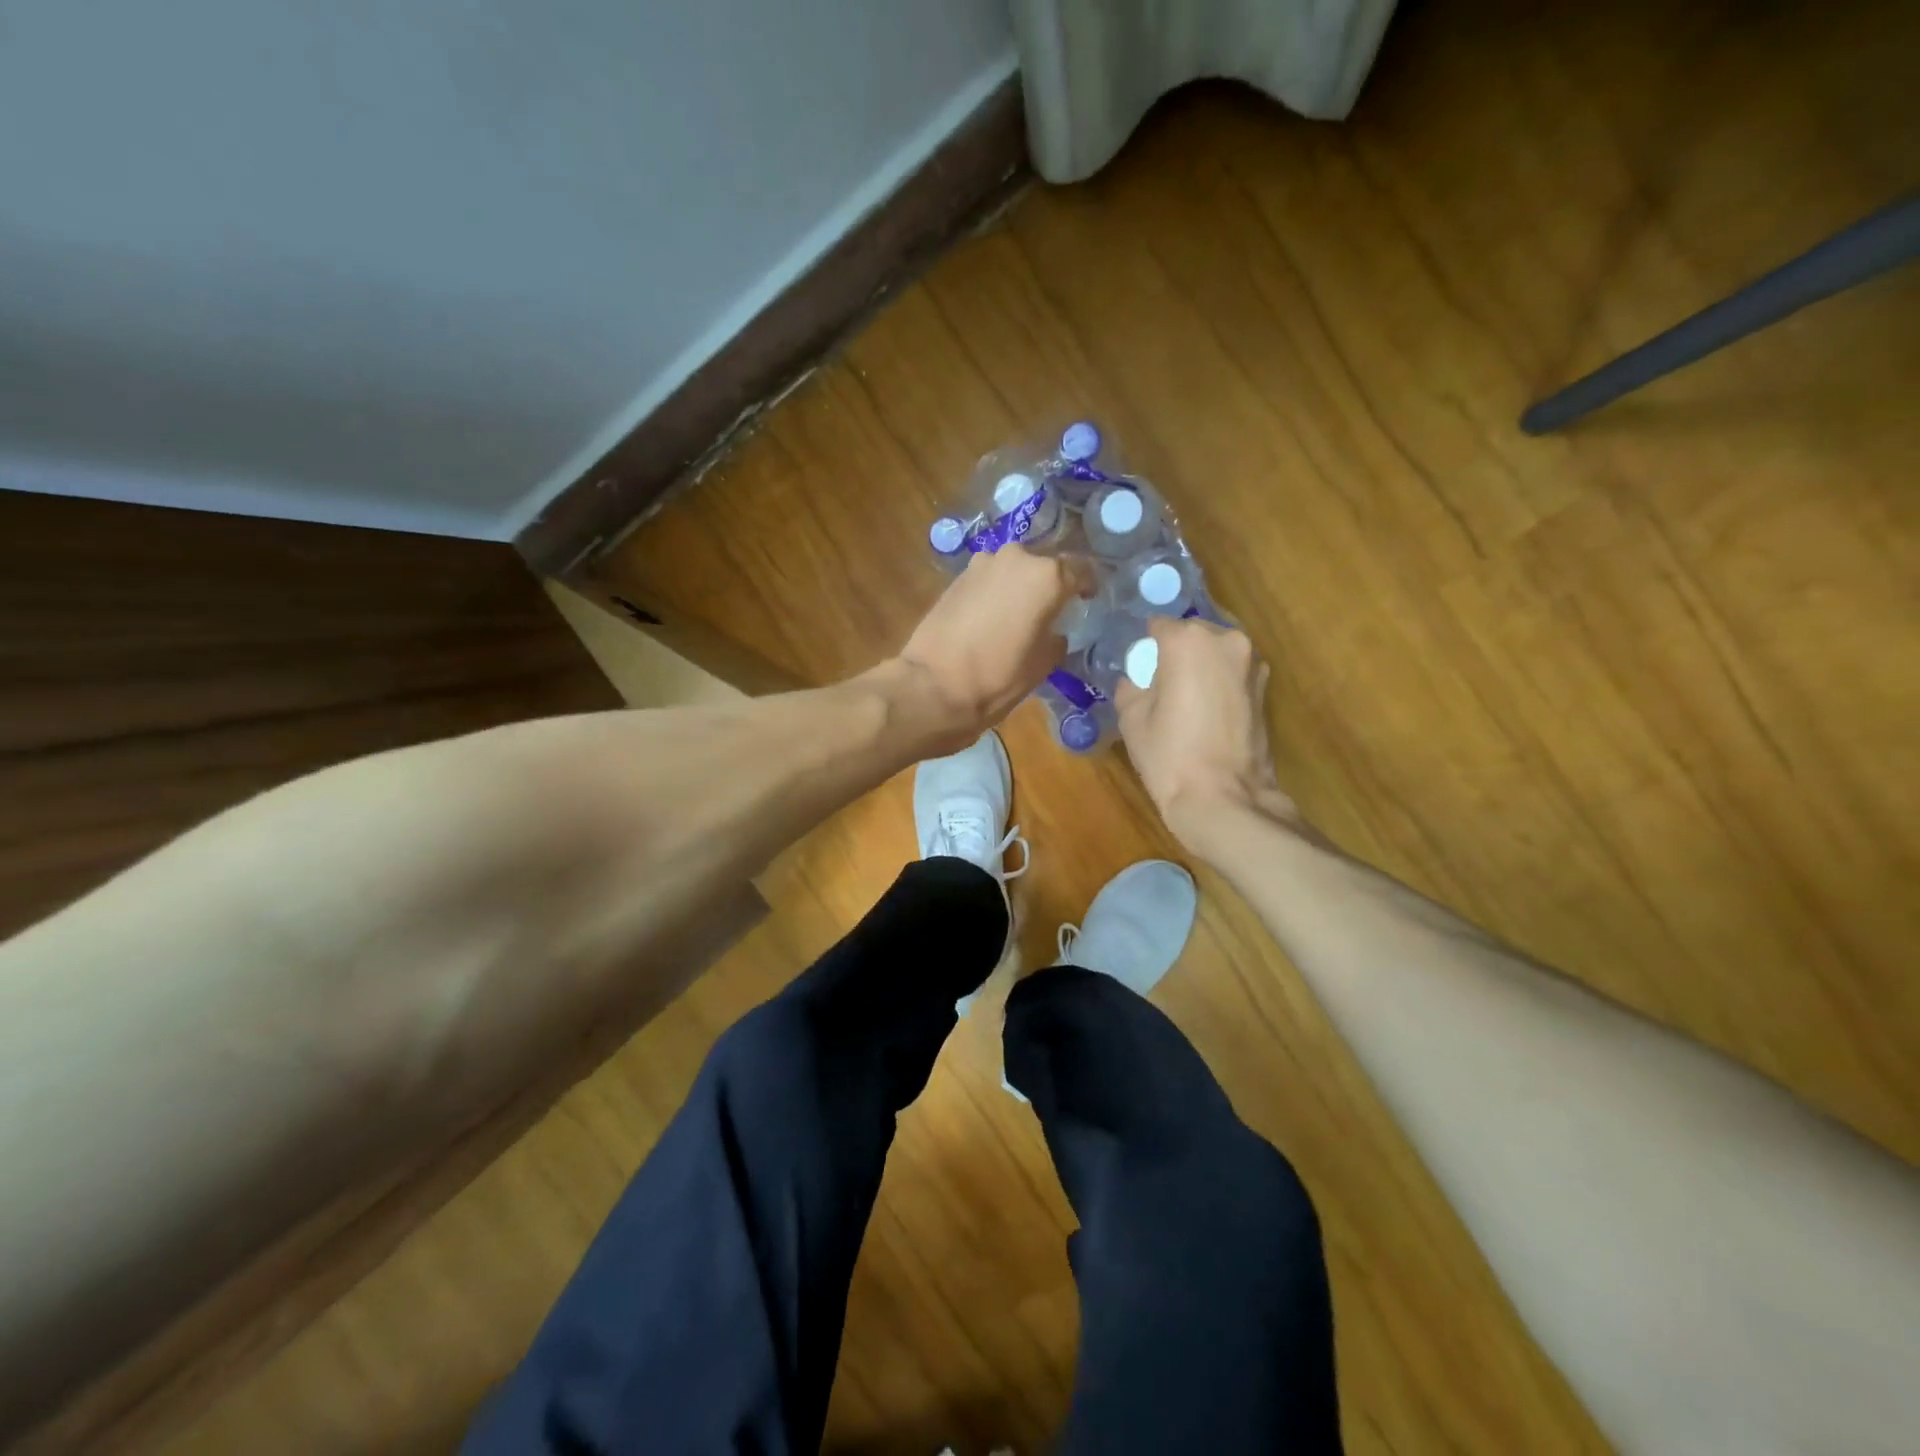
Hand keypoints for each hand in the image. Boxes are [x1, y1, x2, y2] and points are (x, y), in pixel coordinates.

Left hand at [894, 546, 1092, 751]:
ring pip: (1014, 568)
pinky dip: (996, 591)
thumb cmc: (998, 678)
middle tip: (1054, 609)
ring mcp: (983, 564)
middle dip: (1051, 583)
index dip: (1088, 585)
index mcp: (1046, 576)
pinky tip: (994, 616)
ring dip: (1021, 586)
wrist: (933, 686)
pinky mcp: (957, 577)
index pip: (1081, 569)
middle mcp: (1016, 558)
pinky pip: (989, 579)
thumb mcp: (1042, 664)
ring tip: (1022, 613)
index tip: (1088, 600)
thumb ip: (1056, 638)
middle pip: (1044, 564)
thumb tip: (1054, 632)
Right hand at [1114, 617, 1304, 854]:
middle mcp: (1227, 641)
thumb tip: (1137, 681)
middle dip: (1177, 653)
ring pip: (1216, 654)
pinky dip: (1219, 686)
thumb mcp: (1132, 719)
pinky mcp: (1266, 691)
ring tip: (1185, 702)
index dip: (1146, 647)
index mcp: (1189, 641)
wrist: (1224, 799)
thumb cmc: (1169, 755)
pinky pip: (1232, 676)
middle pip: (1193, 636)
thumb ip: (1131, 687)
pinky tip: (1206, 715)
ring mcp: (1252, 665)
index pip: (1159, 626)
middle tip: (1161, 685)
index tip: (1139, 667)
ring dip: (1201, 668)